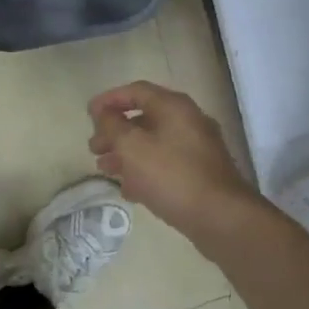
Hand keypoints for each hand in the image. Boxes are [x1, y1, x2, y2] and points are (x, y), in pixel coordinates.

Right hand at [87, 81, 258, 238]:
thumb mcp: (132, 147)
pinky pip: (165, 164)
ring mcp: (196, 148)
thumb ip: (113, 126)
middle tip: (93, 148)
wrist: (220, 217)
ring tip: (104, 169)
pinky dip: (144, 170)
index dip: (109, 99)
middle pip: (144, 118)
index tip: (88, 114)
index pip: (136, 91)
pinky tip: (128, 189)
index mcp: (174, 107)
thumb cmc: (171, 176)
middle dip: (115, 131)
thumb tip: (104, 114)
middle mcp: (188, 121)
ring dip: (126, 153)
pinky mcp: (199, 173)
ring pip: (153, 143)